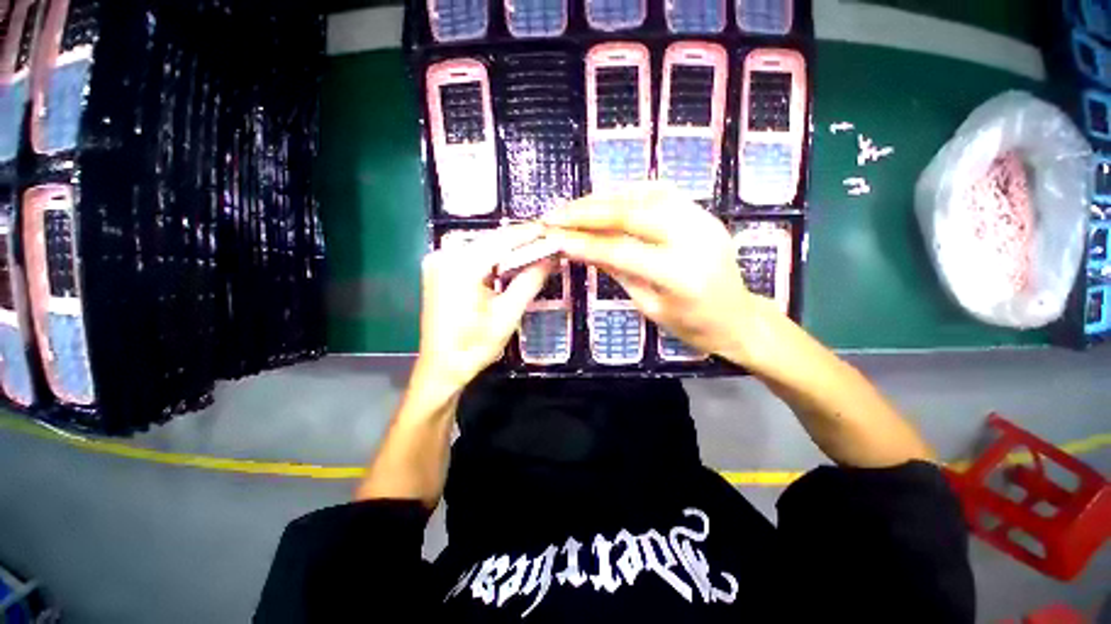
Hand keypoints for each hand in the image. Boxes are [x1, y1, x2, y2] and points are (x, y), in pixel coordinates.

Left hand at [413, 224, 552, 395]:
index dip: (529, 233)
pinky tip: (510, 262)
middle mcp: (445, 256)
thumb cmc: (474, 347)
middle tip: (547, 241)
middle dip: (520, 241)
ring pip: (482, 247)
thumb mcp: (508, 315)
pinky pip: (472, 256)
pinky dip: (493, 258)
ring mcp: (438, 262)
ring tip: (535, 249)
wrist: (440, 368)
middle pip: (491, 240)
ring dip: (508, 249)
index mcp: (461, 266)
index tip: (551, 229)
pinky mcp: (438, 270)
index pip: (502, 239)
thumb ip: (530, 281)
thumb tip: (551, 258)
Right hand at [543, 183, 775, 363]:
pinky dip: (627, 193)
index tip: (553, 238)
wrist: (738, 317)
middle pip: (632, 212)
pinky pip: (660, 192)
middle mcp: (694, 238)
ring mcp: (702, 219)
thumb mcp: (649, 306)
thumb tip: (582, 248)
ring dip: (604, 198)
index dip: (584, 243)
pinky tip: (606, 200)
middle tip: (556, 214)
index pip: (621, 250)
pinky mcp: (703, 212)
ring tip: (574, 207)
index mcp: (680, 274)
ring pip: (644, 194)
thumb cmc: (692, 324)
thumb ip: (618, 272)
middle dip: (587, 211)